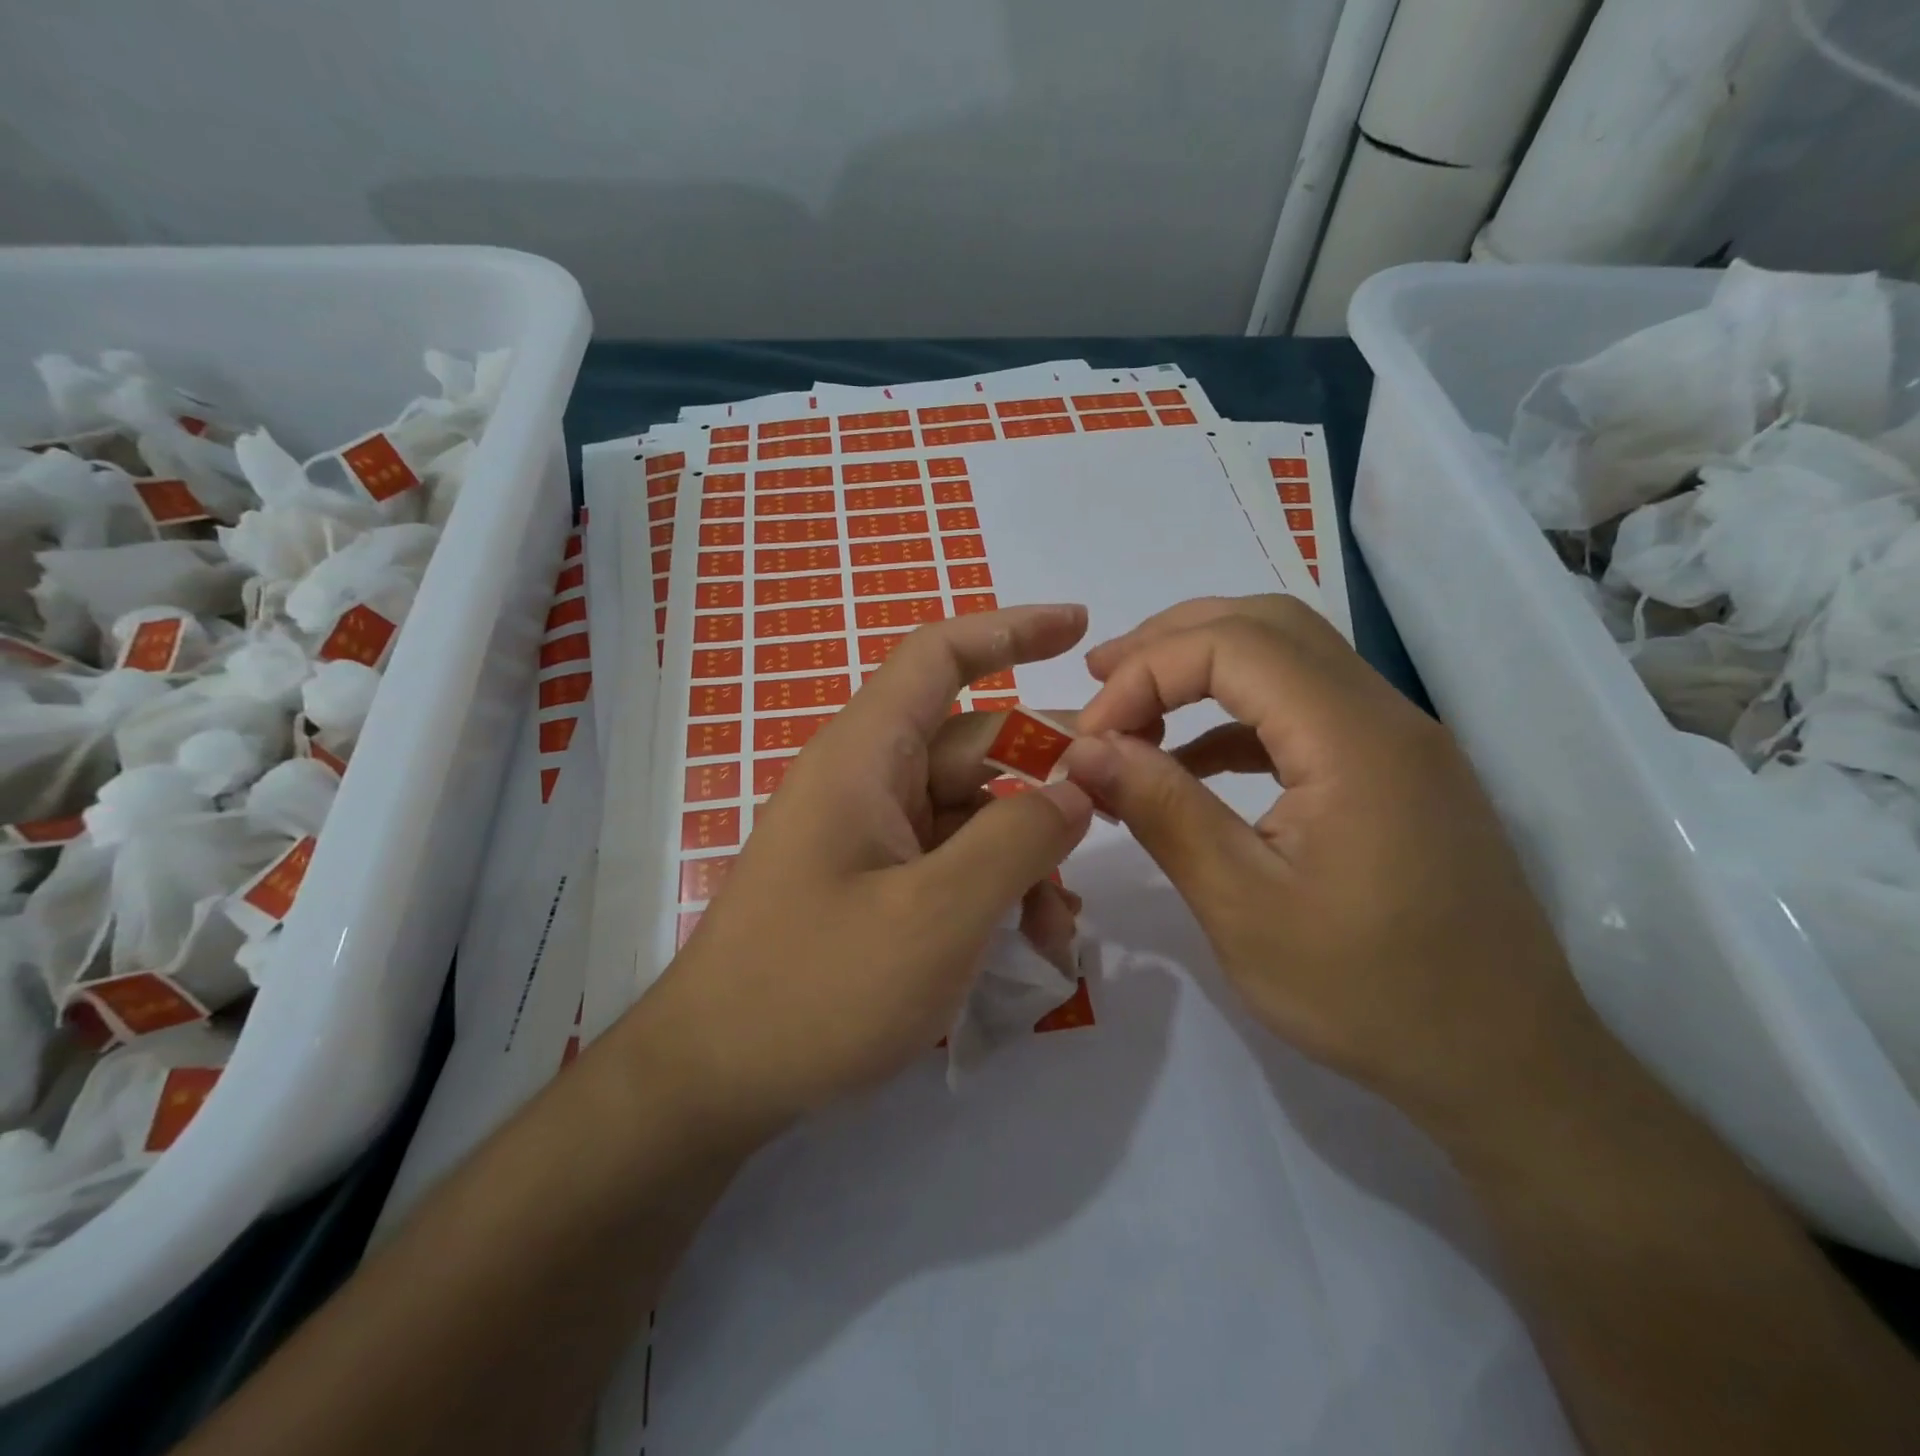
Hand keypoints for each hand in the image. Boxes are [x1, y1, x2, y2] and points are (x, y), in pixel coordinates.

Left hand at [636, 604, 1095, 1137]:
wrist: (714, 1080)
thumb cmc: (818, 988)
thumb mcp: (938, 916)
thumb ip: (1016, 840)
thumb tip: (1075, 788)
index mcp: (865, 756)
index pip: (938, 656)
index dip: (1010, 628)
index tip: (1080, 627)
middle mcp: (866, 781)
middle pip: (974, 747)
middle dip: (1045, 783)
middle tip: (1114, 819)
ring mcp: (868, 835)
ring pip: (970, 813)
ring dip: (1024, 856)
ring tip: (1061, 929)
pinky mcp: (872, 883)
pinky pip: (948, 860)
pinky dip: (993, 887)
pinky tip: (1030, 942)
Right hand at [1063, 595, 1602, 1137]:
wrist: (1506, 1065)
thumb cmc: (1368, 994)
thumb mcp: (1242, 906)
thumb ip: (1161, 810)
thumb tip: (1083, 749)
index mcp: (1354, 739)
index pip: (1232, 645)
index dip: (1146, 672)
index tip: (1091, 736)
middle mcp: (1385, 715)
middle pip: (1267, 624)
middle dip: (1171, 641)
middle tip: (1100, 679)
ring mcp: (1398, 741)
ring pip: (1289, 658)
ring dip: (1204, 668)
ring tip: (1133, 710)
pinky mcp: (1395, 772)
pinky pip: (1304, 710)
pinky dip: (1236, 717)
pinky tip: (1190, 762)